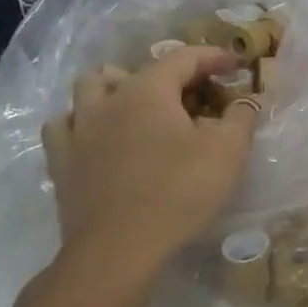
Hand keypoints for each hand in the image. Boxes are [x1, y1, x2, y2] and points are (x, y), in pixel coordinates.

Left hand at [40, 46, 261, 273]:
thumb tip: (247, 100)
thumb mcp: (227, 152)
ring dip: (118, 87)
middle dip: (173, 75)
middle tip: (197, 97)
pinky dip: (83, 120)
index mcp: (148, 90)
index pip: (184, 57)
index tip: (236, 64)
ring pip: (91, 87)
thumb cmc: (178, 193)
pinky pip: (65, 124)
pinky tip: (98, 134)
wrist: (118, 249)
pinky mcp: (61, 161)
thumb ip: (241, 117)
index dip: (213, 56)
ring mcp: (79, 129)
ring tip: (140, 105)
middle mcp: (109, 99)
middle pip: (140, 69)